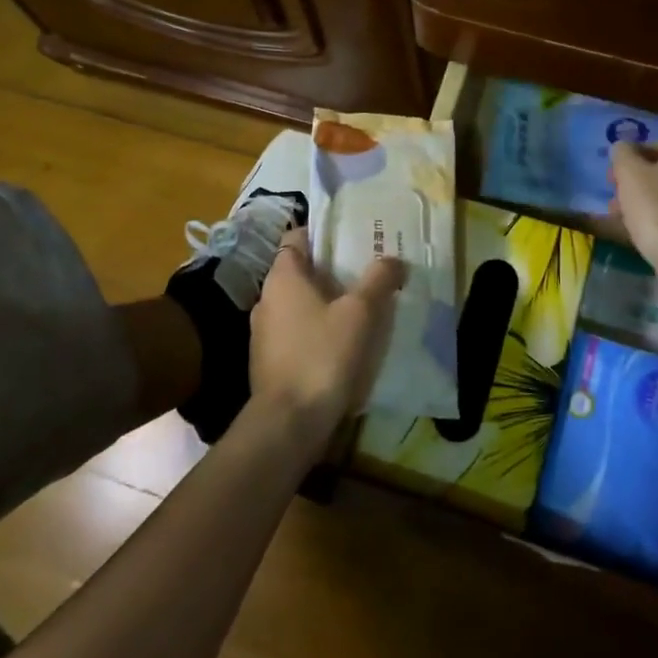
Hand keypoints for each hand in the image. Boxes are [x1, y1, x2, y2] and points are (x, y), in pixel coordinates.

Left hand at [249, 228, 405, 437]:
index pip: (297, 238)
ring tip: (360, 308)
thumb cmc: (322, 355)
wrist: (288, 423)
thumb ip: (378, 280)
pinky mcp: (269, 361)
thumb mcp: (360, 313)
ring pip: (299, 304)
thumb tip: (393, 258)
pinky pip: (296, 332)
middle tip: (366, 272)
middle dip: (331, 271)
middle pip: (300, 272)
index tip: (351, 238)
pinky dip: (317, 330)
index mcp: (282, 277)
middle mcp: (266, 298)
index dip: (323, 234)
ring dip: (325, 303)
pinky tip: (343, 343)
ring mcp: (264, 332)